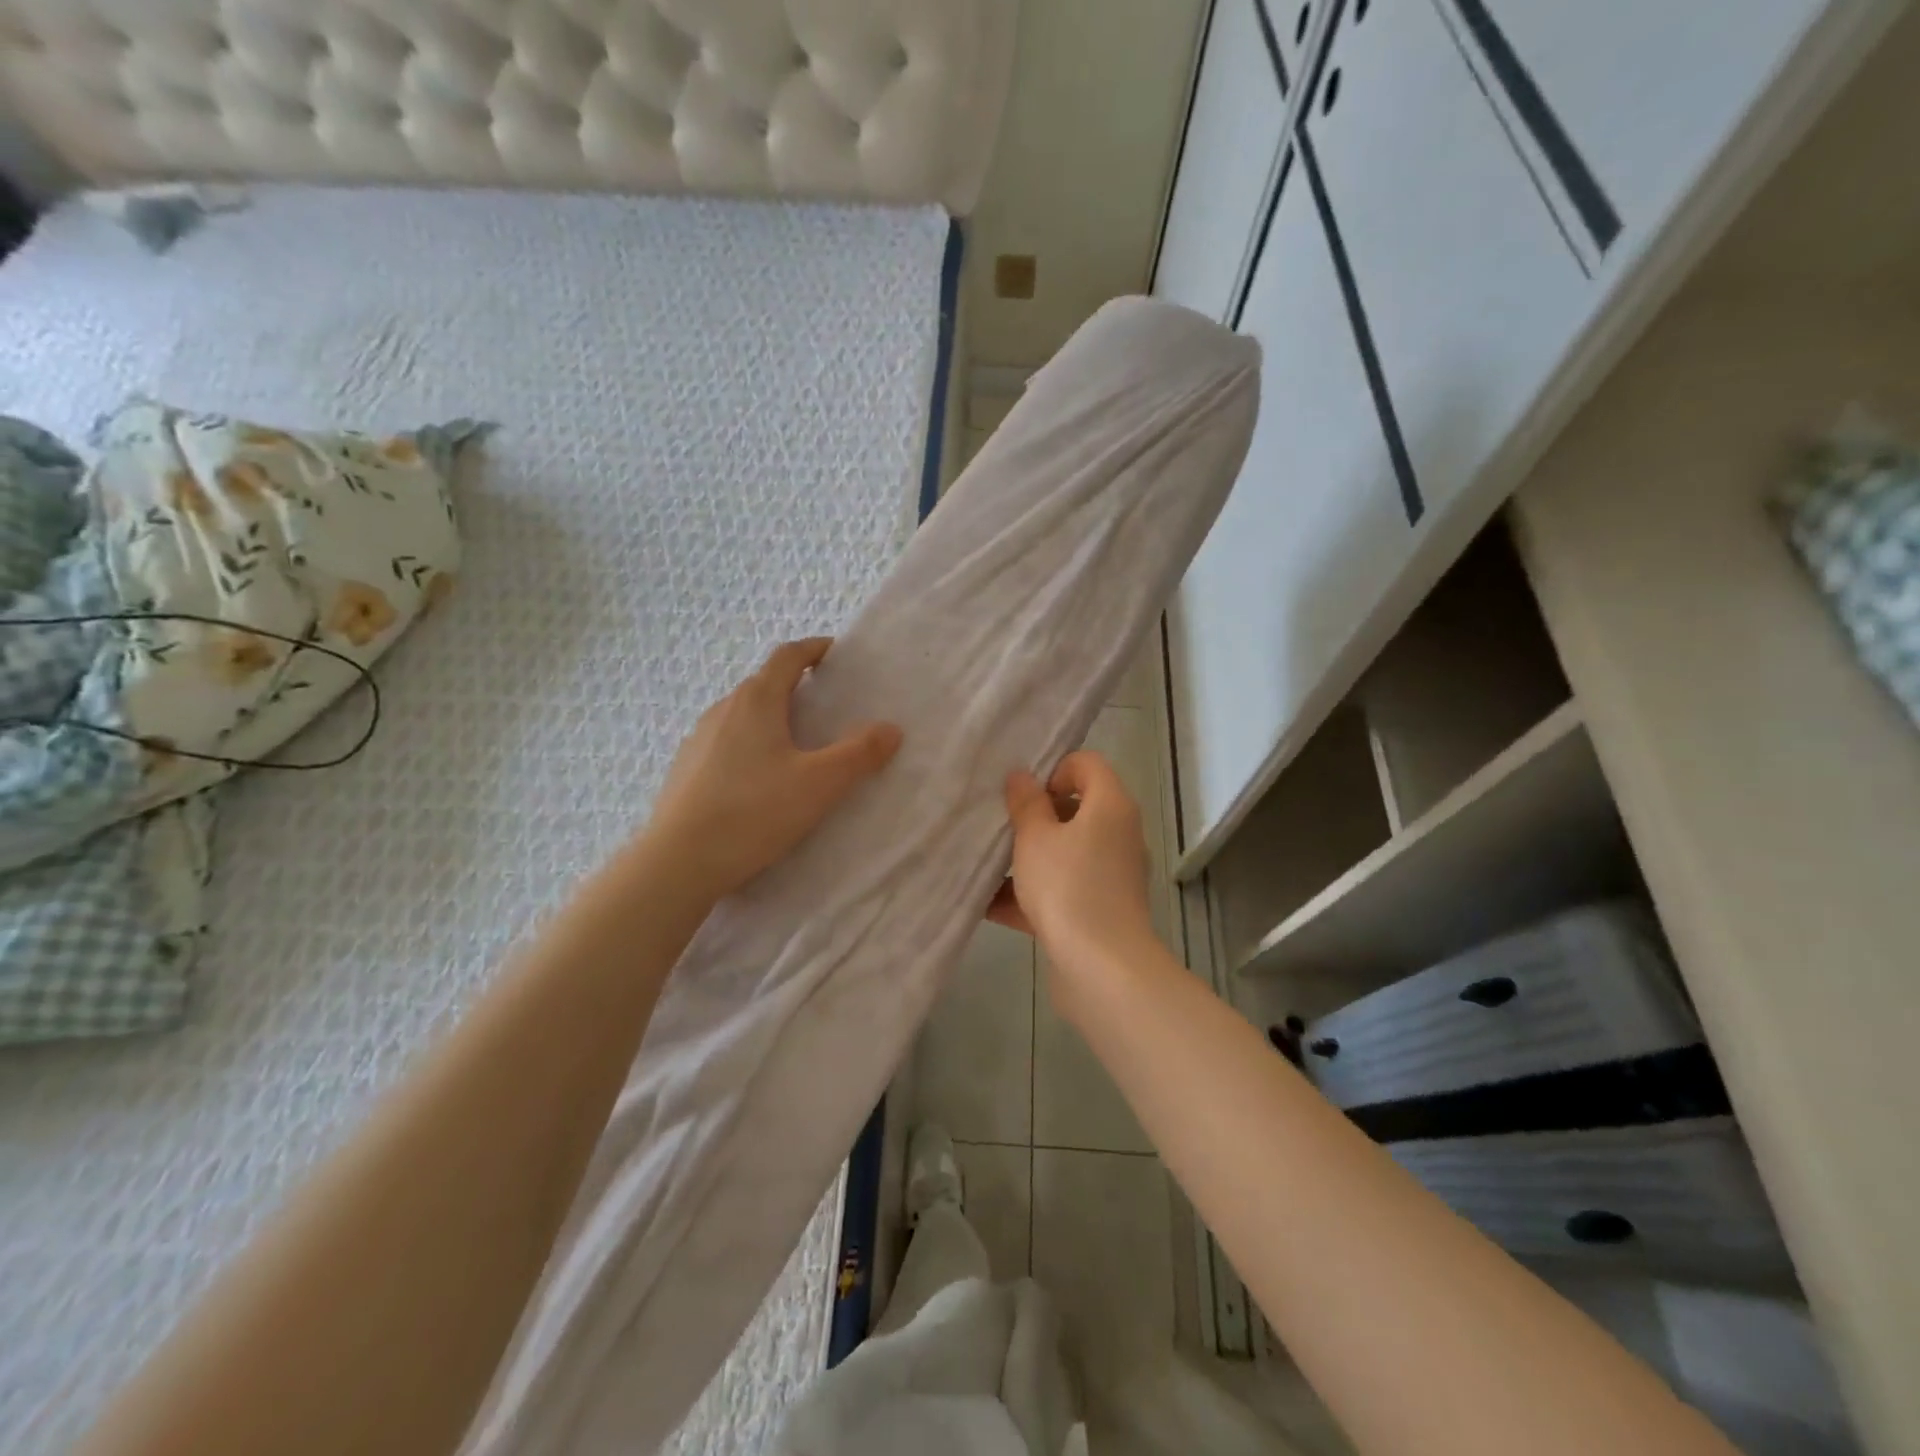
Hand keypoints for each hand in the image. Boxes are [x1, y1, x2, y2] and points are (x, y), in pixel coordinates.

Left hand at [649, 638, 901, 898]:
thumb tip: (891, 729)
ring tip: (795, 744)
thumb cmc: (754, 812)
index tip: (835, 653)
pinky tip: (759, 779)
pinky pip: (725, 742)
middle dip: (795, 686)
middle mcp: (723, 709)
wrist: (679, 862)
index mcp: (756, 701)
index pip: (787, 657)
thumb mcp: (820, 784)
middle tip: (825, 706)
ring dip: (771, 717)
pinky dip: (749, 744)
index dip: (813, 649)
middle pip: (763, 684)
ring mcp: (698, 739)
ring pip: (742, 714)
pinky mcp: (686, 769)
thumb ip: (859, 754)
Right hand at [988, 751, 1156, 967]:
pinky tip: (990, 906)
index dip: (1053, 770)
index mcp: (1110, 806)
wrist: (1101, 968)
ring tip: (989, 867)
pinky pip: (1064, 890)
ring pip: (1066, 853)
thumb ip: (1025, 803)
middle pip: (1076, 810)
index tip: (1025, 797)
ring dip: (1029, 859)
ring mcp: (1112, 875)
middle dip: (1035, 818)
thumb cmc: (1067, 887)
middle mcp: (1118, 835)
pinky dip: (1033, 895)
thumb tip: (1022, 776)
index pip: (1087, 764)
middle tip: (1002, 829)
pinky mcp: (1101, 910)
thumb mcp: (1035, 838)